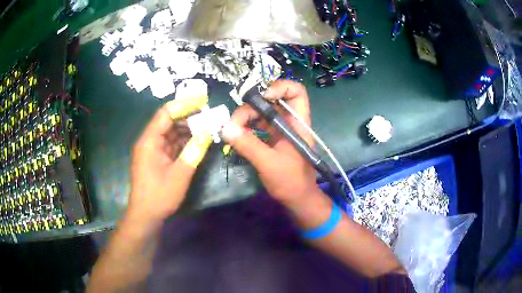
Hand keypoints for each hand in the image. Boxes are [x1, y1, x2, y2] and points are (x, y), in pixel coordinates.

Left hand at [128, 96, 212, 223]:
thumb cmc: (159, 195)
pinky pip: (172, 143)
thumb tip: (208, 131)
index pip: (166, 113)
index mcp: (150, 141)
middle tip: (209, 115)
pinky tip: (198, 141)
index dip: (184, 104)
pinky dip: (184, 140)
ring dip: (188, 128)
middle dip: (189, 116)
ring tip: (207, 127)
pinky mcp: (157, 158)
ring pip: (171, 131)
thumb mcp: (179, 174)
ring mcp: (153, 149)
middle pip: (168, 120)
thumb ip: (194, 151)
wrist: (146, 215)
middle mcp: (150, 141)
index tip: (203, 101)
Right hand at [221, 80, 319, 205]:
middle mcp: (289, 122)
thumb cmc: (291, 182)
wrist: (298, 200)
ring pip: (262, 112)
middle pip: (271, 100)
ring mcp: (280, 130)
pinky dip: (246, 127)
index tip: (261, 98)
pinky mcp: (272, 139)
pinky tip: (236, 134)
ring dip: (245, 117)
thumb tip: (225, 128)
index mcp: (298, 123)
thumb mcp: (269, 163)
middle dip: (252, 107)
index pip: (296, 92)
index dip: (279, 87)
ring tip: (232, 129)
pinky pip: (257, 125)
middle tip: (234, 123)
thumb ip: (249, 145)